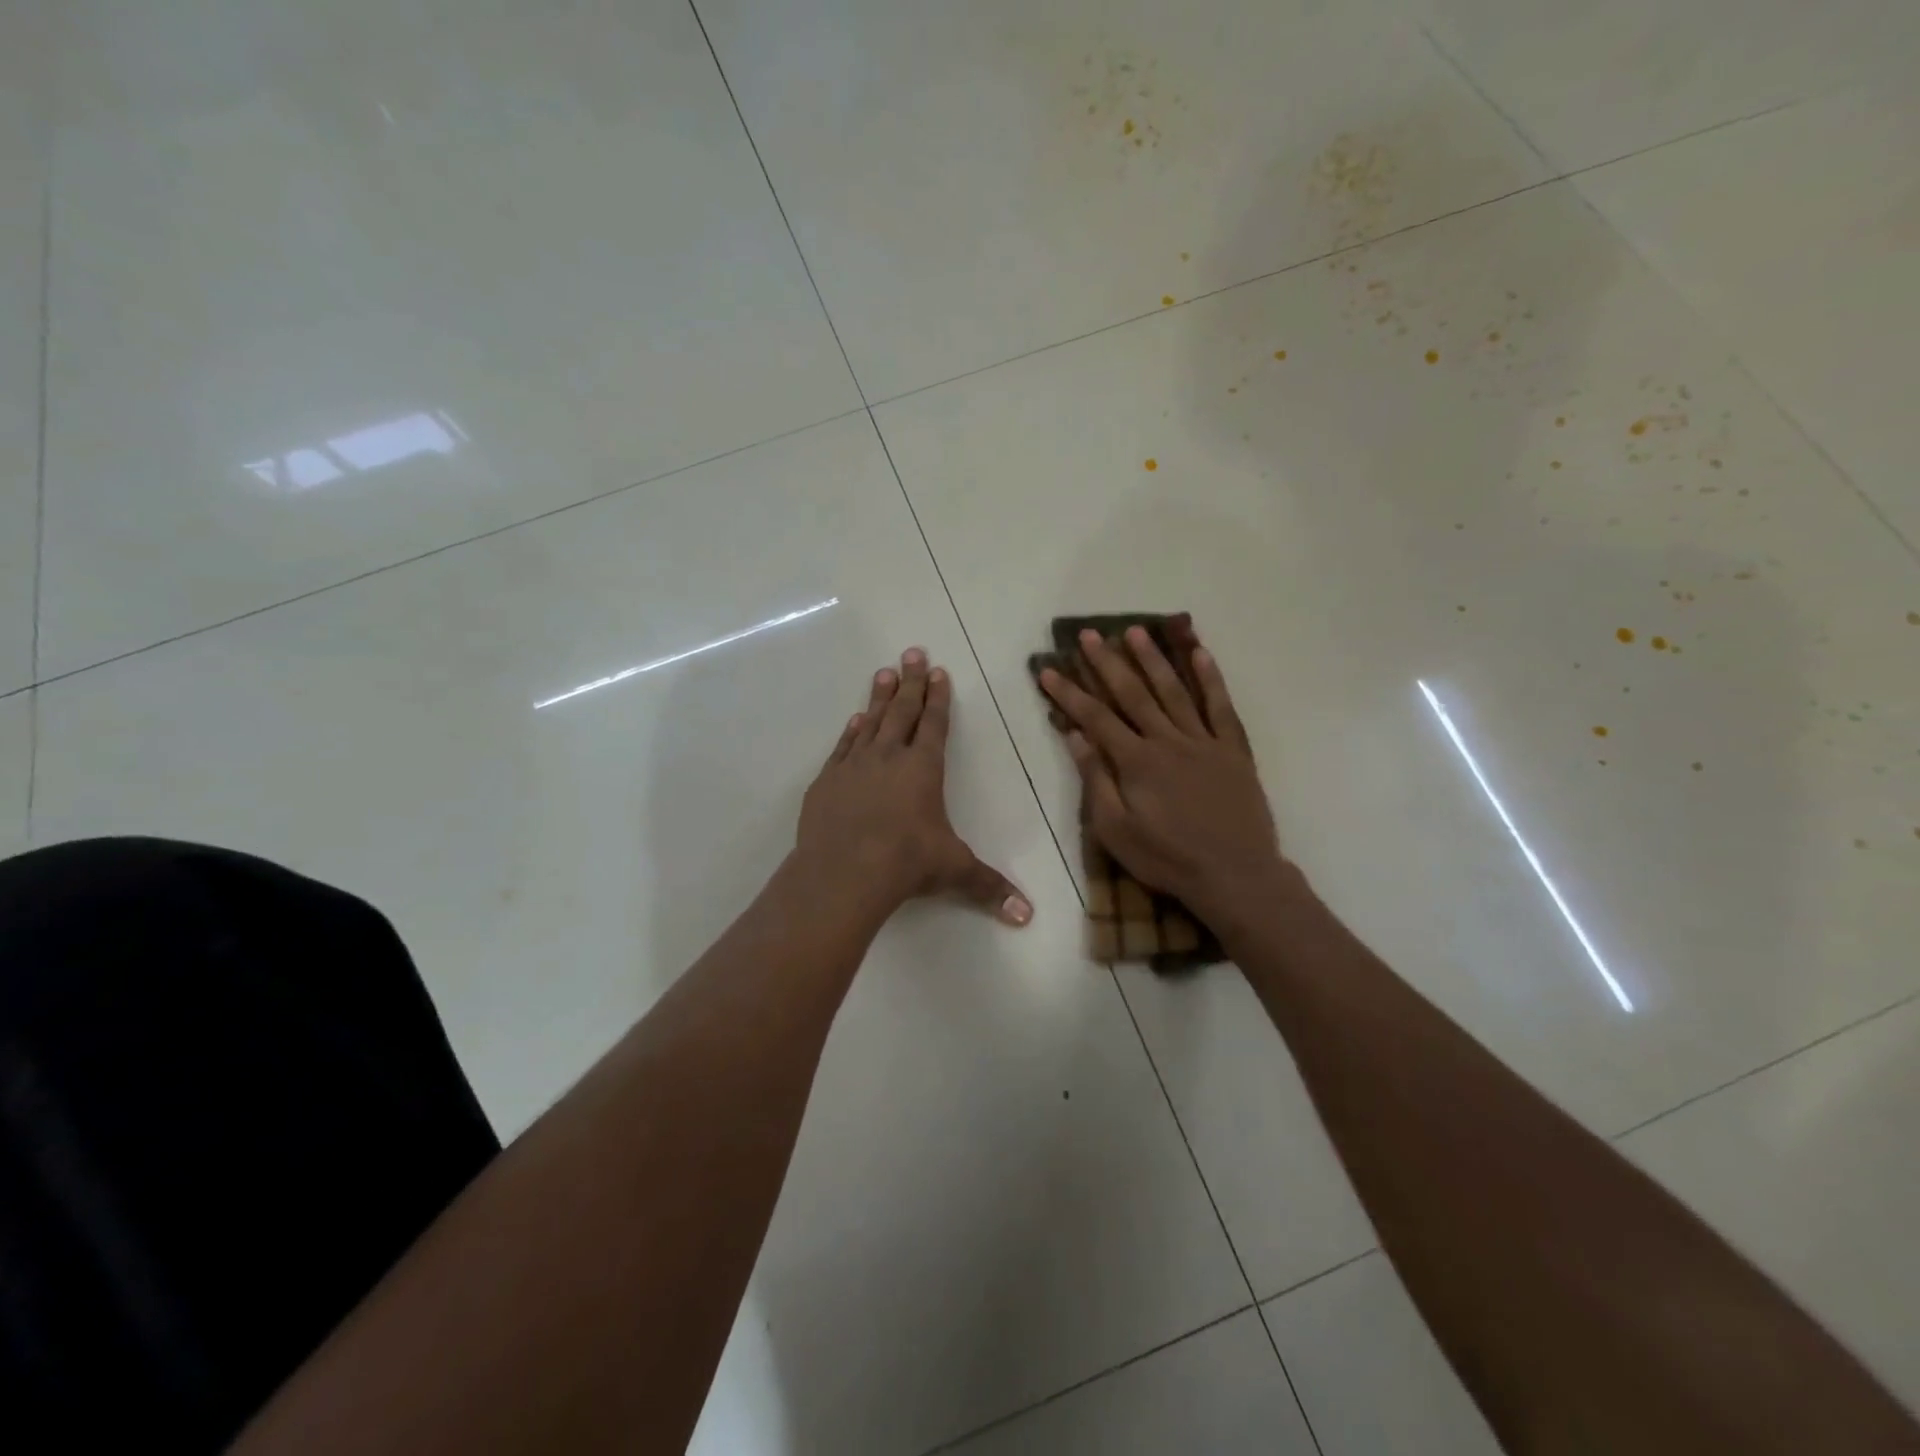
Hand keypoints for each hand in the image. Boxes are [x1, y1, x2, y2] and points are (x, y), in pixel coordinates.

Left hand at [798, 648, 1032, 926]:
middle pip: (903, 711)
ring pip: (871, 721)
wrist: (844, 872)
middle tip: (912, 652)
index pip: (934, 724)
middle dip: (911, 682)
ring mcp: (855, 766)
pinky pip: (843, 747)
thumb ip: (989, 887)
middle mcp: (890, 758)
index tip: (939, 672)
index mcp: (924, 769)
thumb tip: (1027, 916)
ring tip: (884, 673)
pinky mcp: (828, 781)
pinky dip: (851, 730)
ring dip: (880, 697)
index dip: (938, 697)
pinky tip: (855, 719)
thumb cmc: (907, 863)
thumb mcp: (954, 871)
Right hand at [1039, 627, 1285, 926]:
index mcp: (1136, 761)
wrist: (1234, 875)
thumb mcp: (1116, 831)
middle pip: (1132, 694)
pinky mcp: (1233, 750)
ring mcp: (1203, 741)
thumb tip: (1075, 736)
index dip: (1069, 692)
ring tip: (1135, 631)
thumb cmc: (1167, 858)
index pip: (1095, 717)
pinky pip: (1221, 707)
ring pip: (1174, 691)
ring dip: (1153, 659)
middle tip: (1089, 634)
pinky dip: (1211, 678)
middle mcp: (1167, 740)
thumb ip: (1095, 780)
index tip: (1048, 669)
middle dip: (1107, 662)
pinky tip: (1199, 653)